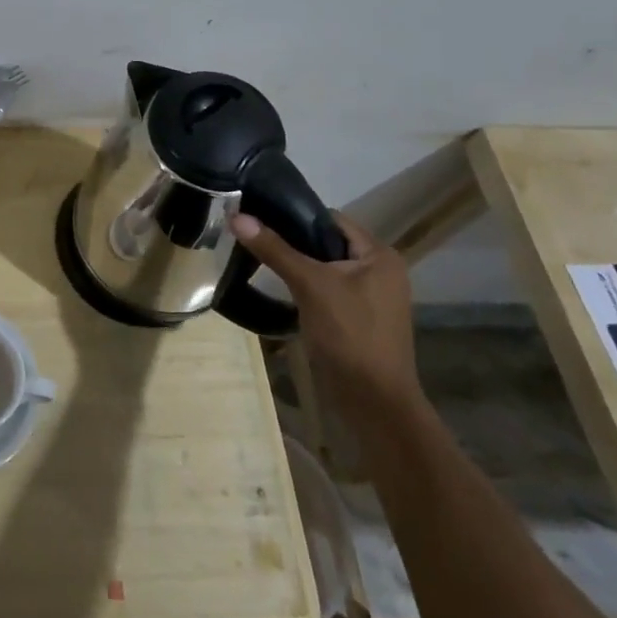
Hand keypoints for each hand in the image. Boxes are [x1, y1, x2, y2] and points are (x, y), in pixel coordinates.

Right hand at [231, 210, 421, 416]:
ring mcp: (370, 297)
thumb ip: (275, 249)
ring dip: (296, 265)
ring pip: (325, 268)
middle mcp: (380, 271)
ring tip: (258, 259)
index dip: (296, 215)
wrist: (374, 402)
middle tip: (253, 238)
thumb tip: (236, 216)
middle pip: (327, 243)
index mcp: (379, 255)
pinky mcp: (358, 318)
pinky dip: (304, 287)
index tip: (259, 215)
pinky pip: (327, 290)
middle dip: (292, 241)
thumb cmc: (350, 335)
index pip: (332, 219)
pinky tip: (278, 289)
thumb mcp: (310, 285)